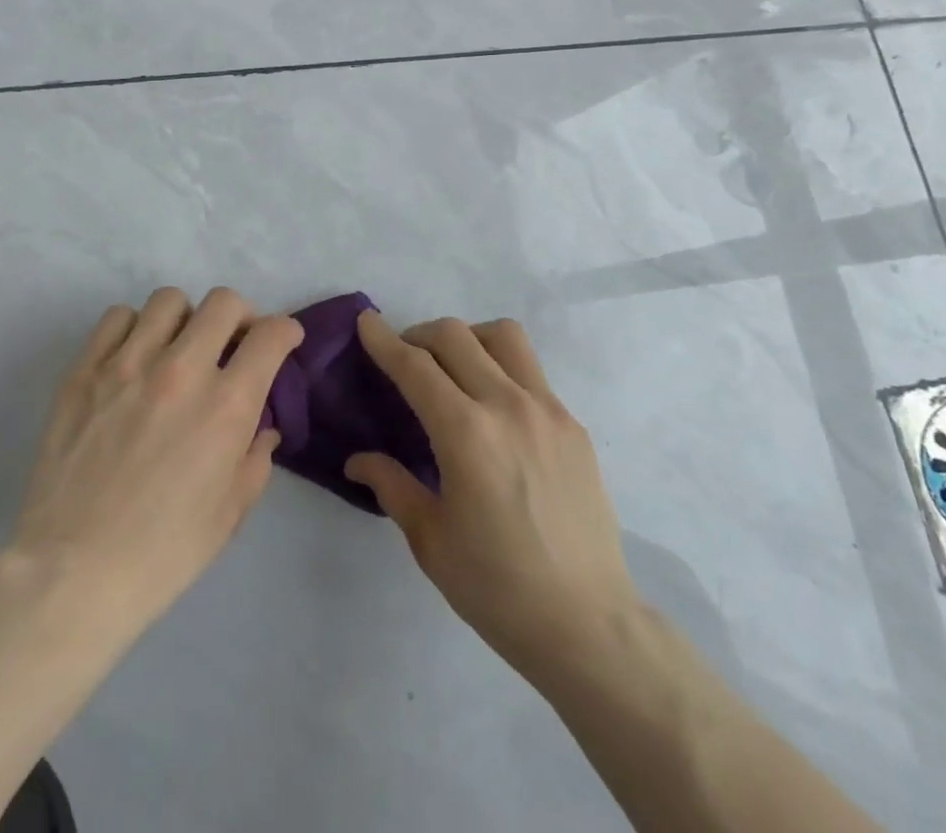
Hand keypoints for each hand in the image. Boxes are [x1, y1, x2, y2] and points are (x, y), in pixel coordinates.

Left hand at [9, 287, 303, 641]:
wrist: (74, 572)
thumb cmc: (164, 551)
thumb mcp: (232, 511)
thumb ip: (256, 456)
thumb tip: (261, 425)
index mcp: (226, 405)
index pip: (271, 335)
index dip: (286, 332)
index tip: (282, 342)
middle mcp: (181, 370)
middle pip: (223, 303)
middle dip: (240, 317)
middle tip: (231, 344)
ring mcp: (127, 364)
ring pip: (169, 300)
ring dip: (185, 319)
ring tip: (177, 349)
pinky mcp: (84, 370)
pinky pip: (117, 317)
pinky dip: (134, 329)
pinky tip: (133, 358)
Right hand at [345, 312, 640, 685]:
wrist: (588, 624)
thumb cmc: (497, 588)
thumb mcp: (430, 540)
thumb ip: (392, 485)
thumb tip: (358, 460)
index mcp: (466, 434)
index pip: (415, 366)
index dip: (384, 339)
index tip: (366, 320)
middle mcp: (507, 406)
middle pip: (455, 336)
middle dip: (420, 335)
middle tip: (405, 357)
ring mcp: (548, 410)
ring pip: (503, 337)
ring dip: (468, 338)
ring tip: (455, 367)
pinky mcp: (573, 425)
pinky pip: (531, 372)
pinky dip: (502, 369)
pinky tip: (494, 410)